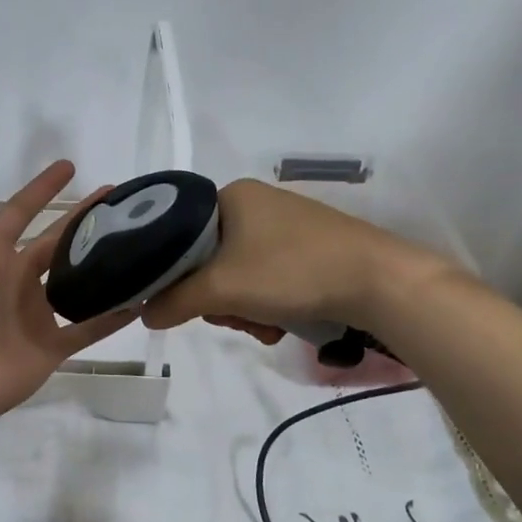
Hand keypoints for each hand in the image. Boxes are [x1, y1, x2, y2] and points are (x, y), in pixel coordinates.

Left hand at [0, 159, 136, 428]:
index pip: (20, 213)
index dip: (42, 190)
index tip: (71, 167)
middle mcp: (15, 280)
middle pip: (55, 244)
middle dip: (82, 222)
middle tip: (119, 204)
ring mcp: (35, 315)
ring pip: (76, 284)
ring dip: (101, 266)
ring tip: (136, 244)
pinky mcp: (52, 346)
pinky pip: (89, 328)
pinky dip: (113, 317)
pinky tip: (141, 299)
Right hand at [140, 178, 454, 341]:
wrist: (378, 281)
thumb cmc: (292, 271)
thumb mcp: (222, 289)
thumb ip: (174, 301)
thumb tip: (143, 314)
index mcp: (231, 196)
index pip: (178, 234)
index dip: (175, 273)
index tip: (189, 303)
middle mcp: (256, 204)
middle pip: (208, 259)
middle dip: (218, 298)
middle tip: (233, 317)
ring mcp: (284, 226)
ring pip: (238, 274)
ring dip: (243, 308)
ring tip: (264, 326)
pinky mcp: (308, 248)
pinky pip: (267, 278)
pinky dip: (267, 304)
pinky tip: (281, 324)